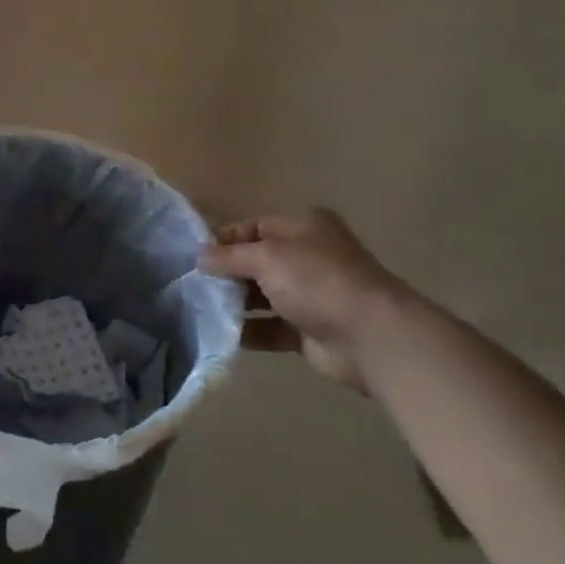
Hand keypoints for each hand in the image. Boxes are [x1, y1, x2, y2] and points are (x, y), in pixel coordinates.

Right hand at [198, 210, 409, 393]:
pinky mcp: (309, 331)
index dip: (223, 239)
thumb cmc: (317, 281)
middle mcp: (307, 257)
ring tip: (200, 310)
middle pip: (256, 262)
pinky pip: (270, 328)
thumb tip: (199, 257)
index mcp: (303, 228)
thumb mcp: (267, 257)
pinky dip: (248, 331)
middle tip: (193, 285)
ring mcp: (310, 295)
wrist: (371, 337)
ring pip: (262, 296)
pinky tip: (222, 334)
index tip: (193, 256)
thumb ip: (229, 256)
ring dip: (235, 303)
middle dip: (226, 273)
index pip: (254, 227)